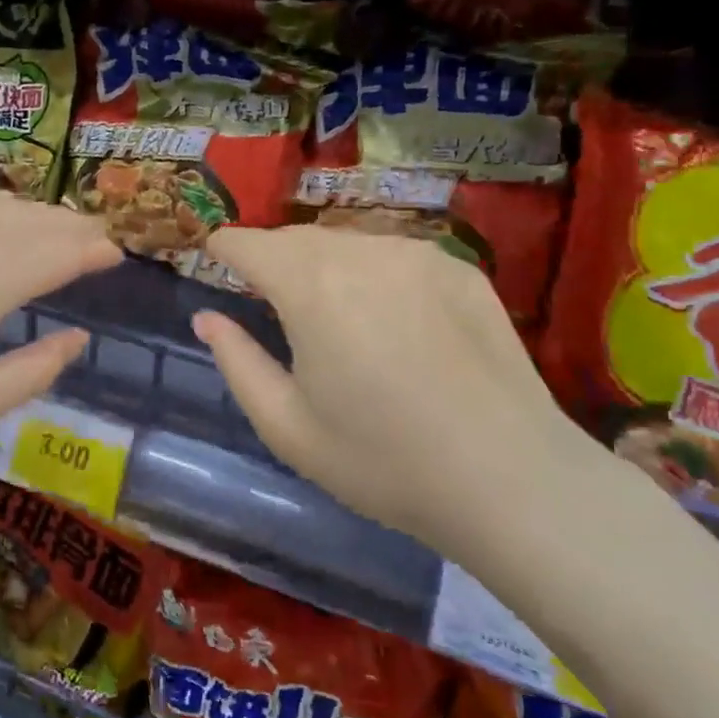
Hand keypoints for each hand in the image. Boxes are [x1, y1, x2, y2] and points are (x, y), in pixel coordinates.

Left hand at [0, 185, 120, 456]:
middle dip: (78, 229)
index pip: (68, 250)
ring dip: (41, 214)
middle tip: (98, 241)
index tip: (117, 255)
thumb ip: (38, 371)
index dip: (99, 250)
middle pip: (44, 219)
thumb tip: (77, 338)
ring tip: (56, 229)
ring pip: (7, 201)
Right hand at [191, 226, 605, 550]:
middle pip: (297, 238)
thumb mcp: (287, 426)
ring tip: (330, 309)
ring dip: (324, 263)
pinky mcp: (459, 267)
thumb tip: (207, 317)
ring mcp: (416, 253)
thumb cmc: (383, 461)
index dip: (223, 249)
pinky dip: (374, 272)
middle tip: (266, 294)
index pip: (248, 243)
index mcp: (309, 286)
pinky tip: (392, 318)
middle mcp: (360, 251)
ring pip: (347, 241)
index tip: (213, 259)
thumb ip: (236, 361)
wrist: (511, 479)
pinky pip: (395, 254)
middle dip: (272, 258)